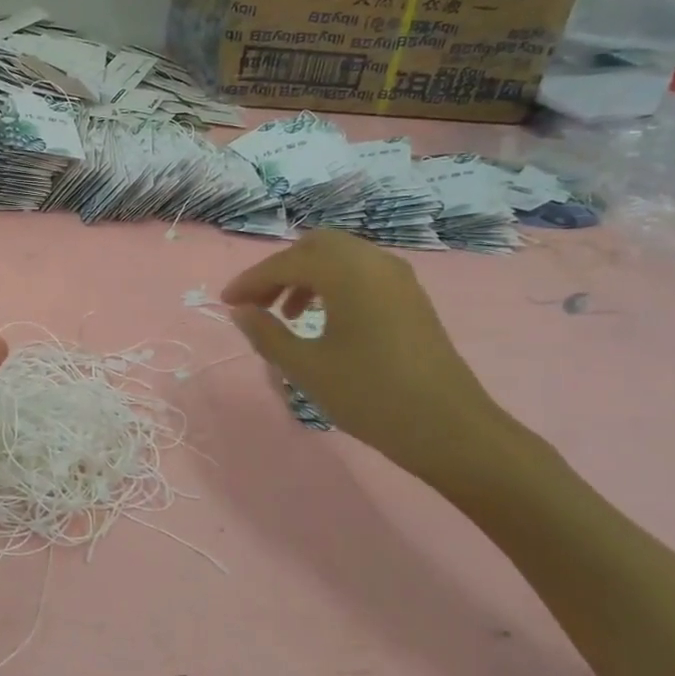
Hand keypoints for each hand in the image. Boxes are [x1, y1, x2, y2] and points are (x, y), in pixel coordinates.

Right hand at [221, 231, 508, 484]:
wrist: (449, 429)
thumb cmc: (370, 395)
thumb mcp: (306, 368)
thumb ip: (267, 334)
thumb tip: (240, 311)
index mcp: (347, 272)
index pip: (286, 262)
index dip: (250, 280)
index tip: (226, 303)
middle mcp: (374, 261)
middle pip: (315, 246)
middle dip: (279, 270)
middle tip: (256, 305)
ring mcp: (398, 278)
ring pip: (340, 258)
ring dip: (306, 277)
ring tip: (285, 315)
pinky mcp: (410, 297)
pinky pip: (361, 273)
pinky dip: (332, 285)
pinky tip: (321, 321)